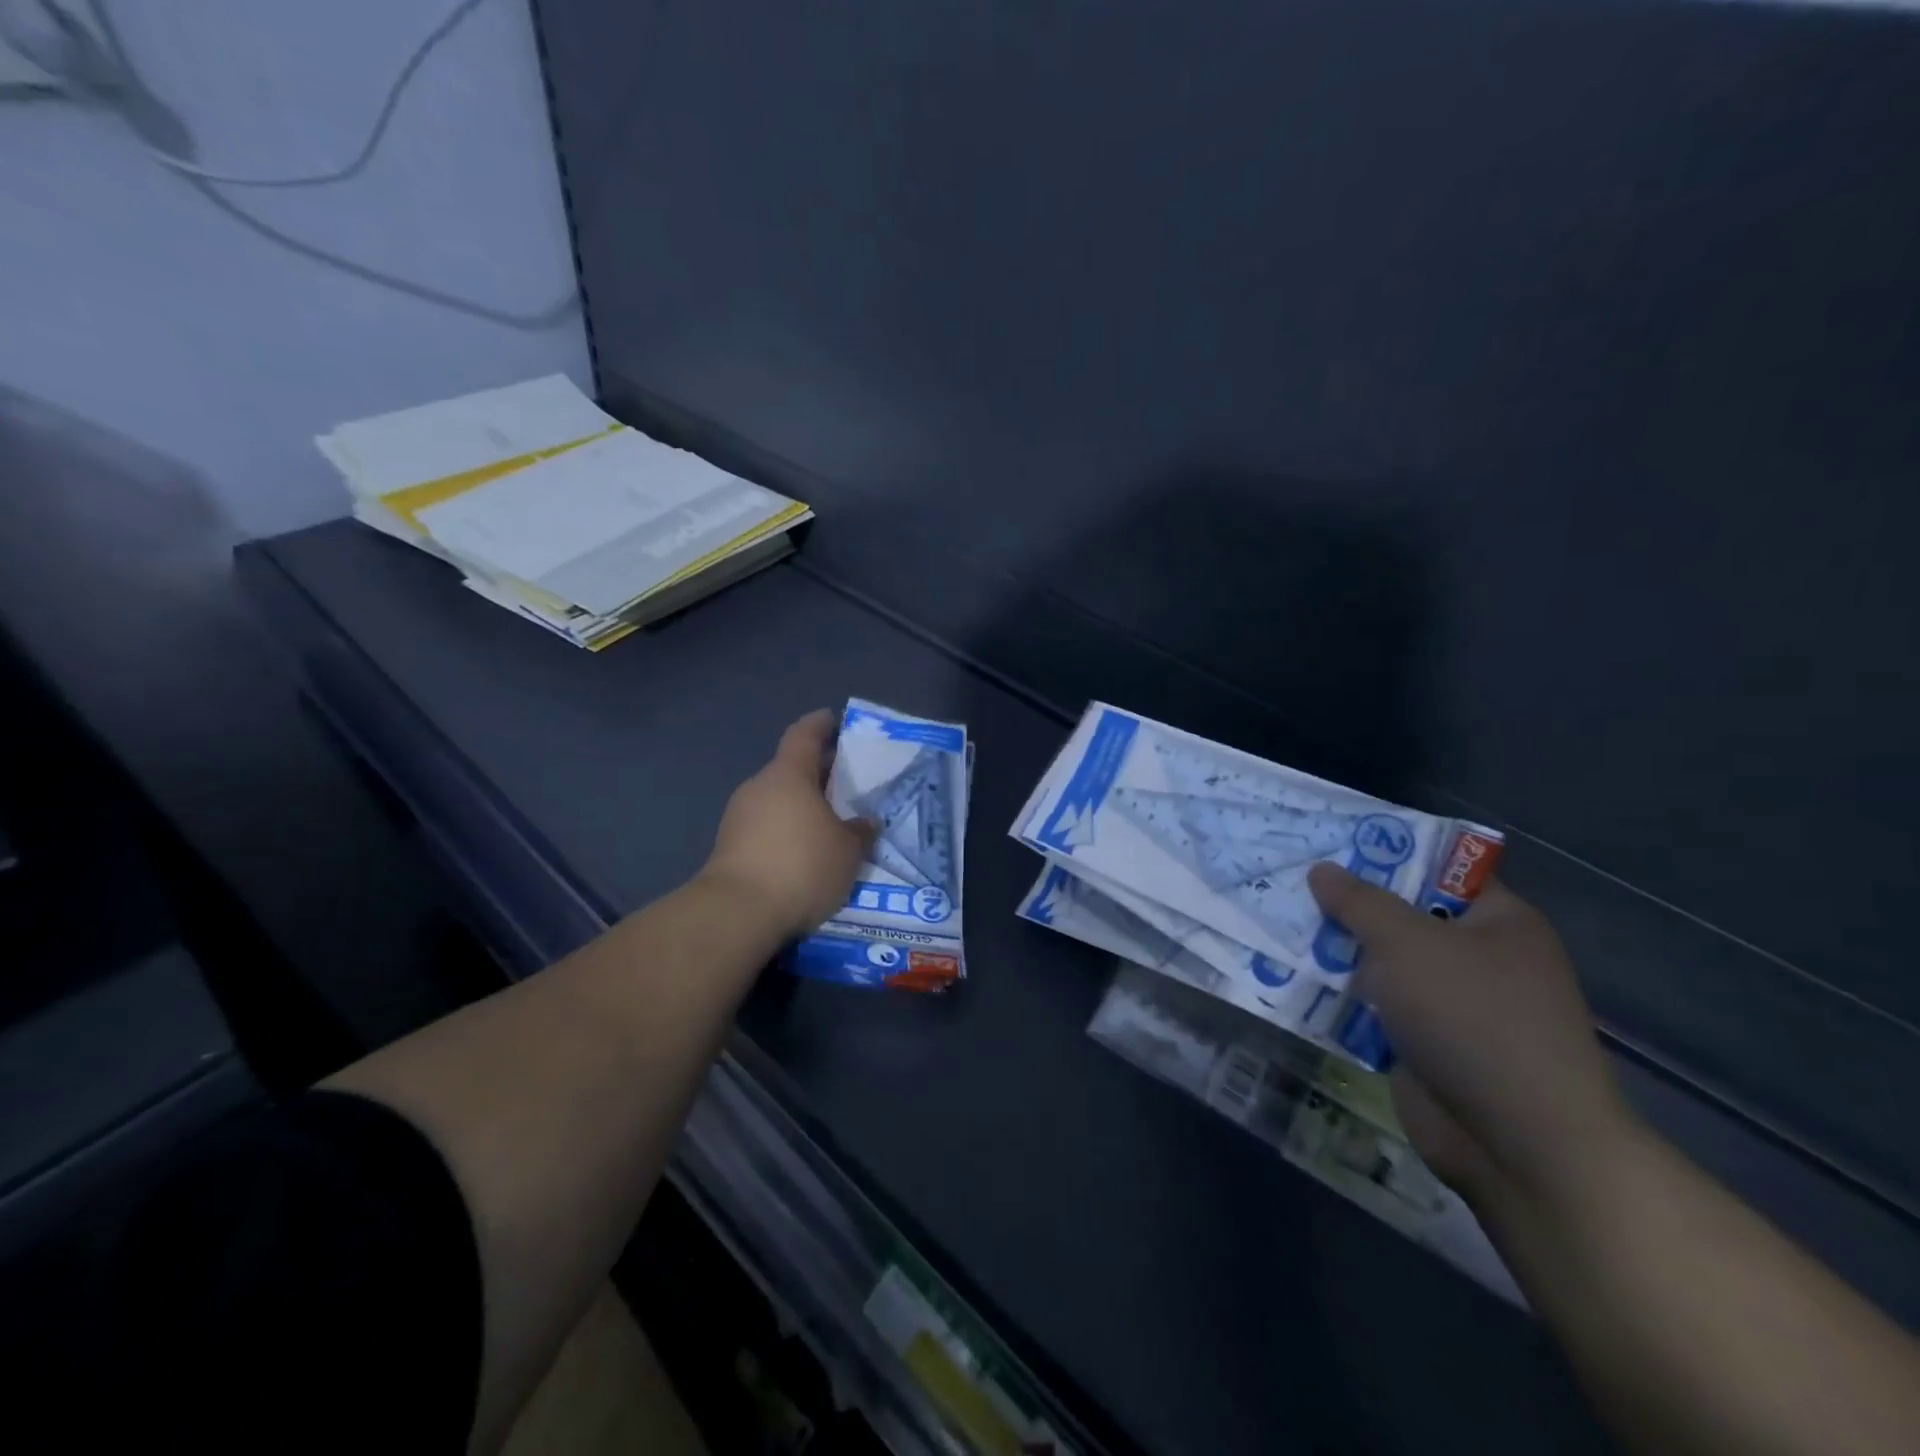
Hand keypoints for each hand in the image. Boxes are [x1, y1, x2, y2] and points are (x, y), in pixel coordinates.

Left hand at [701, 710, 875, 939]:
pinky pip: (767, 828)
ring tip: (831, 824)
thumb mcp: (847, 851)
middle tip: (847, 782)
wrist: (738, 912)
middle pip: (791, 770)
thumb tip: (865, 822)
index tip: (834, 719)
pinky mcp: (730, 848)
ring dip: (803, 807)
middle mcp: (759, 788)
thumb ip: (859, 831)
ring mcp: (739, 818)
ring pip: (778, 801)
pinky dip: (788, 832)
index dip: (820, 725)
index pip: (804, 735)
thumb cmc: (801, 865)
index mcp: (789, 775)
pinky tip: (806, 854)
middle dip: (819, 774)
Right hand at [1308, 864, 1635, 1204]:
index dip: (1384, 853)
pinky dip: (1339, 997)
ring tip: (1276, 925)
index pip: (1437, 870)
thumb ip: (1360, 902)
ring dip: (1336, 952)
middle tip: (1287, 883)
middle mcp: (1478, 958)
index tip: (1327, 845)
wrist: (1520, 1144)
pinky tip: (1290, 978)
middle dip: (1346, 905)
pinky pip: (1373, 1007)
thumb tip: (1322, 870)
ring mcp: (1451, 1005)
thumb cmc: (1473, 1019)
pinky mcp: (1424, 1045)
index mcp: (1497, 922)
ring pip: (1381, 964)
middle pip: (1401, 916)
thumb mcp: (1408, 943)